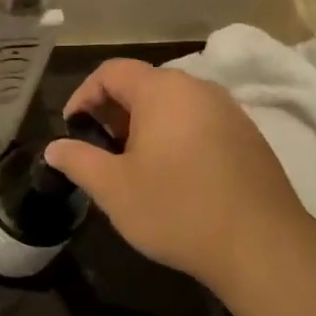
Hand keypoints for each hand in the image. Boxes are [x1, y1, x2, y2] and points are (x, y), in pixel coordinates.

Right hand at [44, 60, 309, 292]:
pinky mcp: (249, 137)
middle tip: (100, 150)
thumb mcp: (113, 188)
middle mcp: (199, 89)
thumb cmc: (177, 209)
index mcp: (163, 90)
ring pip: (175, 106)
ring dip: (146, 126)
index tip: (72, 129)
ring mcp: (230, 112)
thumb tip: (55, 148)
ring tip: (134, 165)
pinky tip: (174, 176)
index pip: (111, 71)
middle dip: (114, 113)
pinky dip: (177, 137)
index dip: (83, 95)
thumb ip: (78, 161)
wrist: (260, 244)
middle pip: (145, 85)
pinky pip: (200, 124)